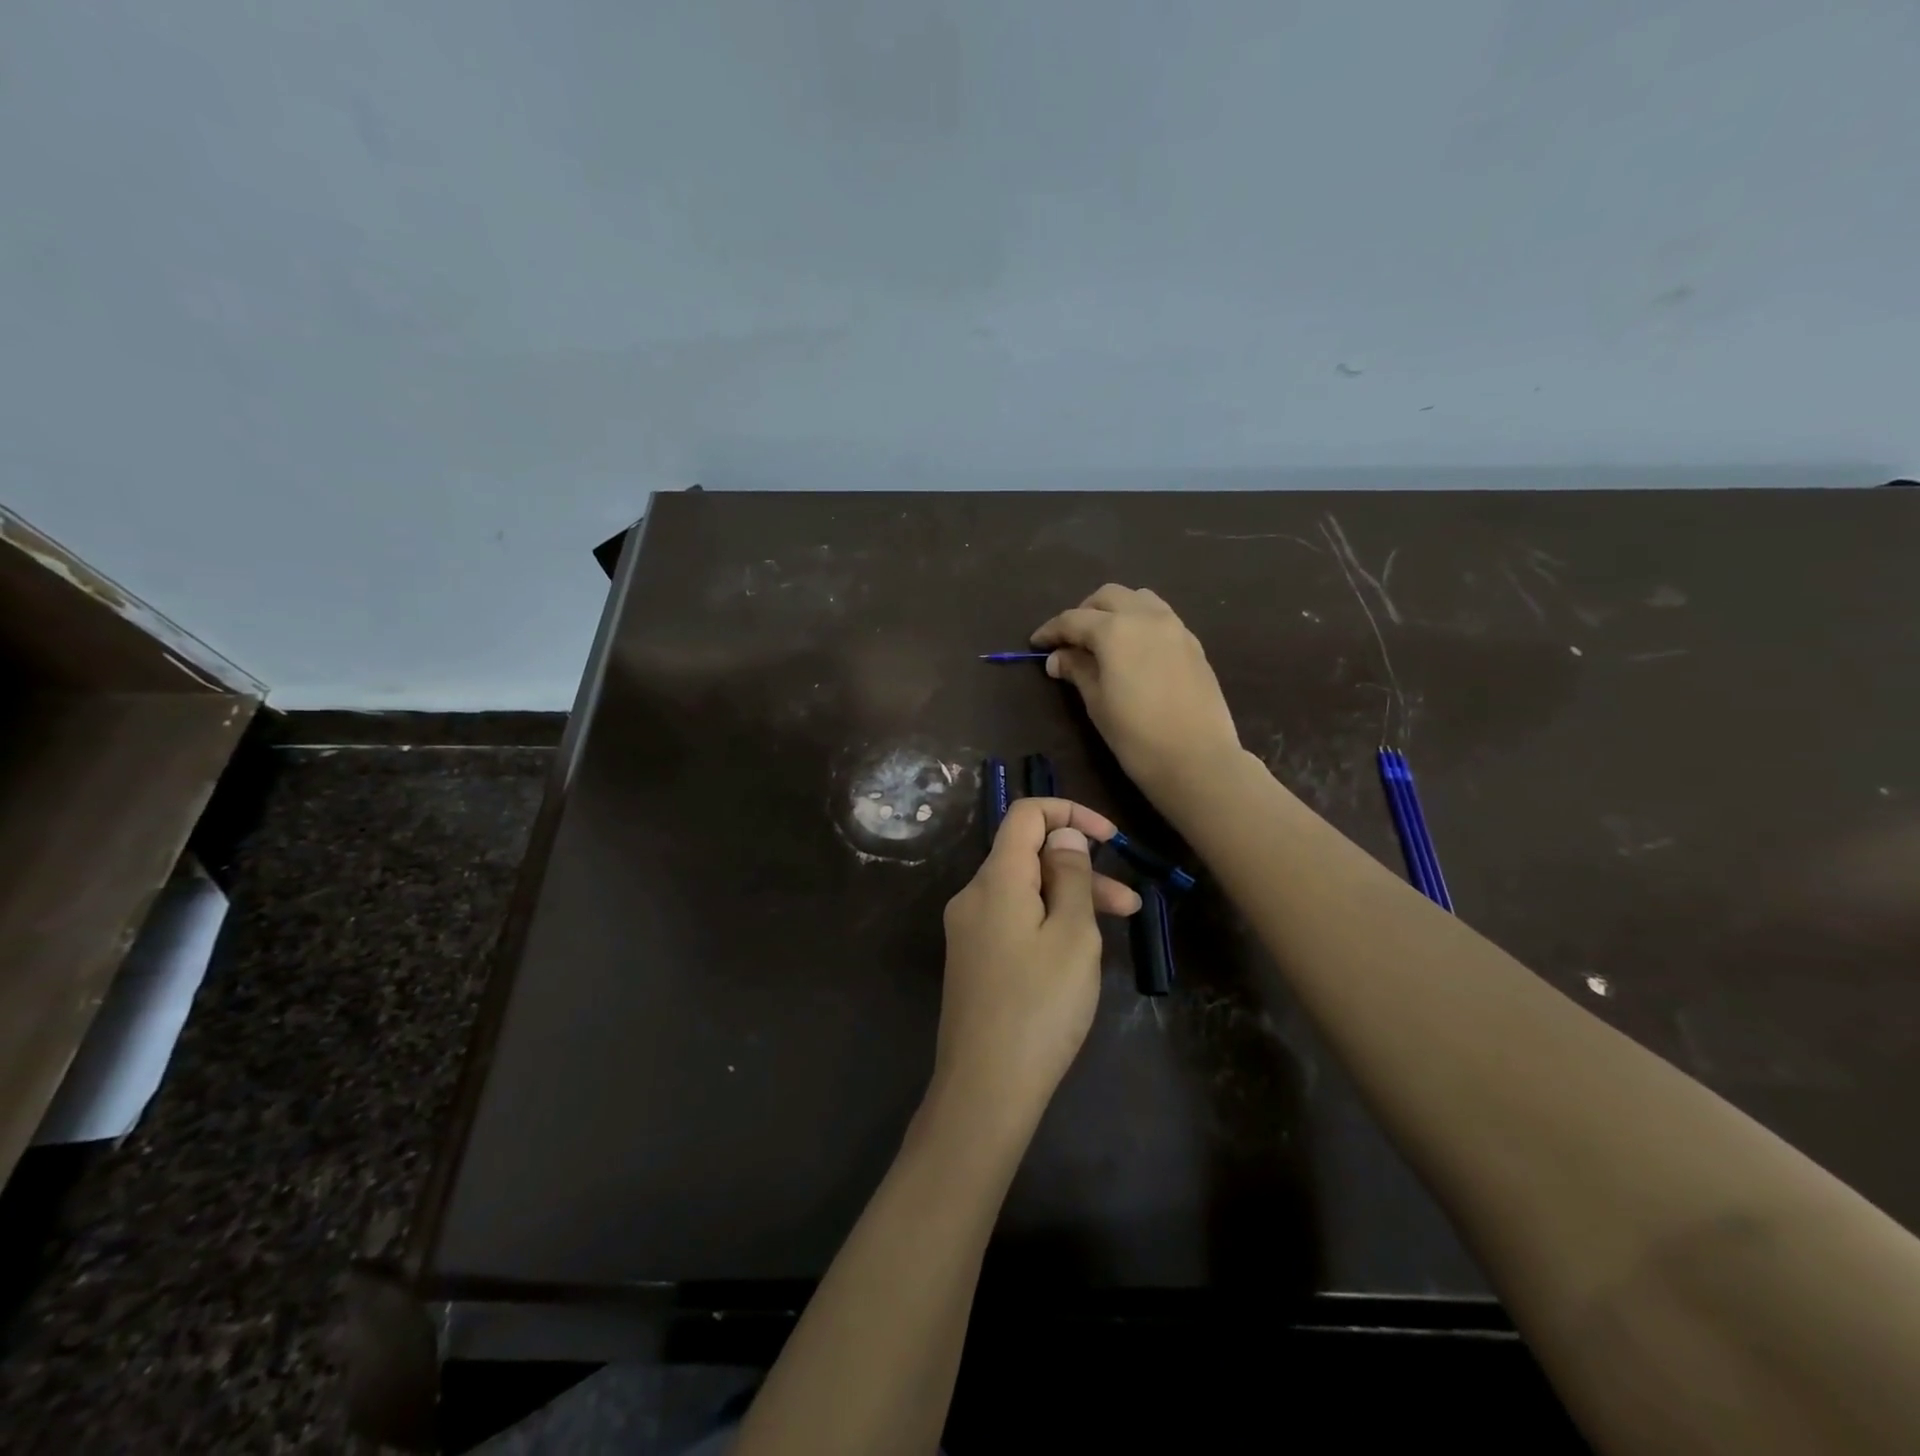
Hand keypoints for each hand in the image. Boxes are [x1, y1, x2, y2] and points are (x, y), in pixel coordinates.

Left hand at [933, 798, 1139, 1124]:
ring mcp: (968, 929)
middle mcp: (973, 895)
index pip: (1025, 815)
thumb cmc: (1039, 1008)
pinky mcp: (972, 958)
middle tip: (1130, 904)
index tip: (1110, 838)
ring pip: (1024, 891)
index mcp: (995, 880)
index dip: (1069, 812)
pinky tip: (1077, 951)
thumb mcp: (1072, 936)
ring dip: (1069, 898)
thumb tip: (1063, 834)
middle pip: (1027, 855)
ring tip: (1119, 927)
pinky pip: (1013, 919)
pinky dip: (1047, 920)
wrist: (985, 1089)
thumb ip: (1070, 875)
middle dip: (1080, 867)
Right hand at [1031, 584, 1241, 799]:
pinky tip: (1134, 651)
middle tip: (1071, 640)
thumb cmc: (1136, 735)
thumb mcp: (1097, 703)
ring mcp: (1175, 627)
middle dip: (1084, 612)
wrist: (1198, 759)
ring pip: (1139, 599)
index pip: (1073, 620)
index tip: (1036, 644)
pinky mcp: (1193, 644)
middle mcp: (1146, 617)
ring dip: (1116, 610)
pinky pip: (1161, 617)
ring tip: (1104, 640)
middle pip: (1108, 597)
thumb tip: (1058, 657)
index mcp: (1115, 630)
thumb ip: (1077, 670)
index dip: (1051, 630)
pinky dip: (1140, 623)